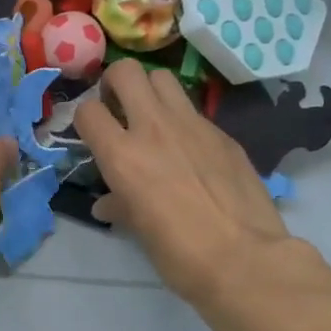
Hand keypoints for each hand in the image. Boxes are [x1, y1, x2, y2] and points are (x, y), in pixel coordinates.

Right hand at [74, 59, 293, 302]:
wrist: (245, 258)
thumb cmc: (179, 253)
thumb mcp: (138, 230)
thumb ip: (119, 205)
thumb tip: (108, 204)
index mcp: (122, 155)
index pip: (87, 111)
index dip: (85, 119)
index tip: (92, 133)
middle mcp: (153, 127)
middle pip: (126, 71)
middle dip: (115, 83)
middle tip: (119, 107)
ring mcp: (192, 125)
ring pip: (163, 78)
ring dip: (151, 91)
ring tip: (153, 117)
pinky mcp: (222, 133)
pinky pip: (194, 110)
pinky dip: (183, 120)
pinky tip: (191, 149)